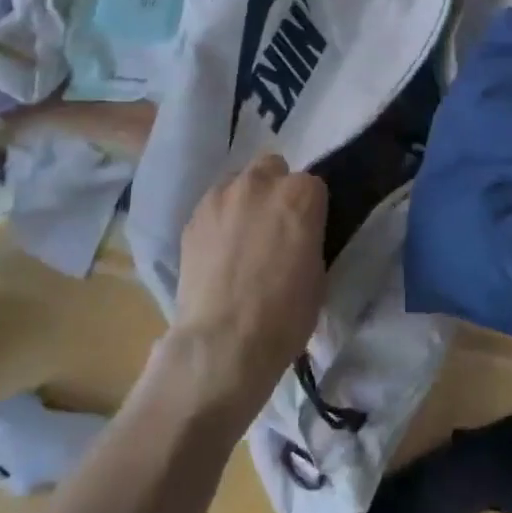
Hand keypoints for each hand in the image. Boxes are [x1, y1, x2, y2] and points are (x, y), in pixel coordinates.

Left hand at [164, 154, 327, 424]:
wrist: (223, 344)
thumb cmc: (284, 316)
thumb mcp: (318, 274)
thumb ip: (309, 238)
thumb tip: (299, 235)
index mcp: (300, 194)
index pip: (313, 185)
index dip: (310, 209)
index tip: (307, 231)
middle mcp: (261, 183)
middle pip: (273, 168)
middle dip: (276, 188)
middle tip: (274, 225)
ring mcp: (222, 195)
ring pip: (239, 181)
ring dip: (246, 199)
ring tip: (242, 236)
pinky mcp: (193, 216)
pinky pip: (213, 205)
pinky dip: (220, 218)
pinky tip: (219, 250)